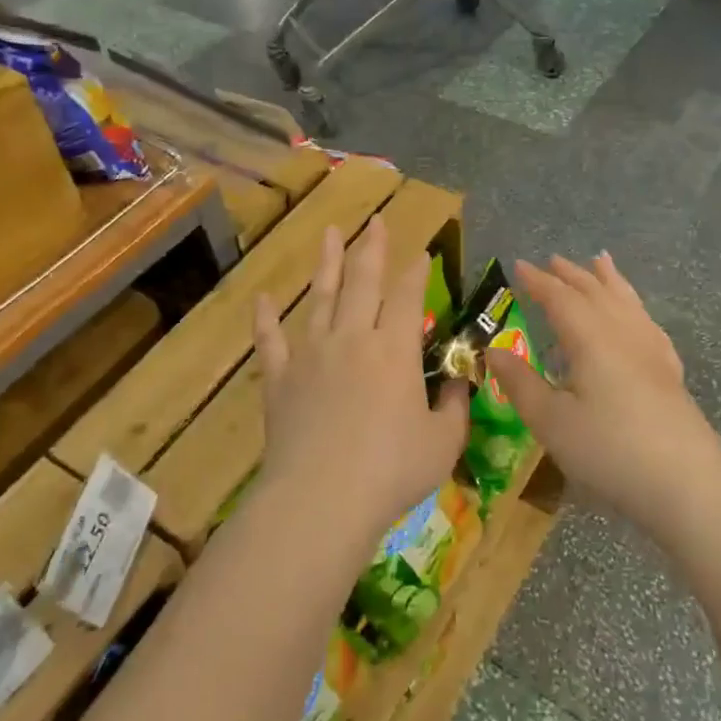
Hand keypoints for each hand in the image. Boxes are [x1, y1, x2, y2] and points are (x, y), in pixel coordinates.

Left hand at [252, 216, 469, 551]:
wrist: (321, 498)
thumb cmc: (392, 471)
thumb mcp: (442, 443)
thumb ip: (453, 407)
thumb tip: (458, 383)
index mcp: (395, 349)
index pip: (408, 296)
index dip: (416, 272)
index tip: (421, 252)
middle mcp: (353, 338)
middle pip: (363, 282)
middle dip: (372, 249)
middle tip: (375, 222)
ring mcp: (312, 354)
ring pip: (321, 297)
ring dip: (327, 263)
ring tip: (330, 232)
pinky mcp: (280, 378)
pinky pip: (270, 340)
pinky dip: (265, 318)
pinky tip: (262, 298)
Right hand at [486, 254, 720, 535]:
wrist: (686, 482)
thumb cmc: (609, 450)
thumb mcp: (551, 421)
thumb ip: (520, 383)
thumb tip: (493, 350)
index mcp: (590, 338)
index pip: (559, 298)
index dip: (538, 281)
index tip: (519, 266)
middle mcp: (622, 332)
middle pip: (595, 292)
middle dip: (571, 275)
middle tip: (552, 260)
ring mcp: (651, 348)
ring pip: (626, 301)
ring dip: (608, 280)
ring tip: (600, 262)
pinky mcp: (669, 370)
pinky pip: (647, 321)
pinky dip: (634, 305)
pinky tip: (636, 314)